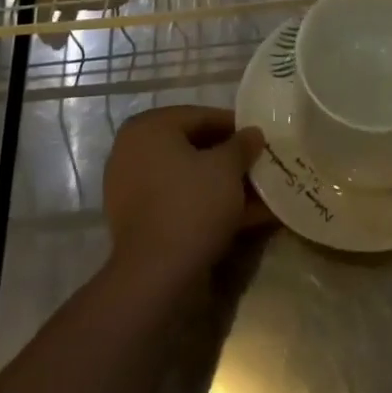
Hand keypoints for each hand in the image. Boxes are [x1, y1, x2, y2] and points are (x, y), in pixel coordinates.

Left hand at [103, 106, 269, 284]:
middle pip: (192, 147)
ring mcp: (132, 188)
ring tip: (259, 194)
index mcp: (149, 127)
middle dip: (229, 159)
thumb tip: (253, 133)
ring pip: (187, 178)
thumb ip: (242, 144)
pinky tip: (243, 217)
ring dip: (222, 185)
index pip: (199, 116)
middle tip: (259, 165)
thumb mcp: (227, 167)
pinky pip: (178, 202)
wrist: (155, 276)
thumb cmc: (191, 204)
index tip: (259, 138)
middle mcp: (133, 151)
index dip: (234, 126)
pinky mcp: (138, 221)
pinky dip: (207, 205)